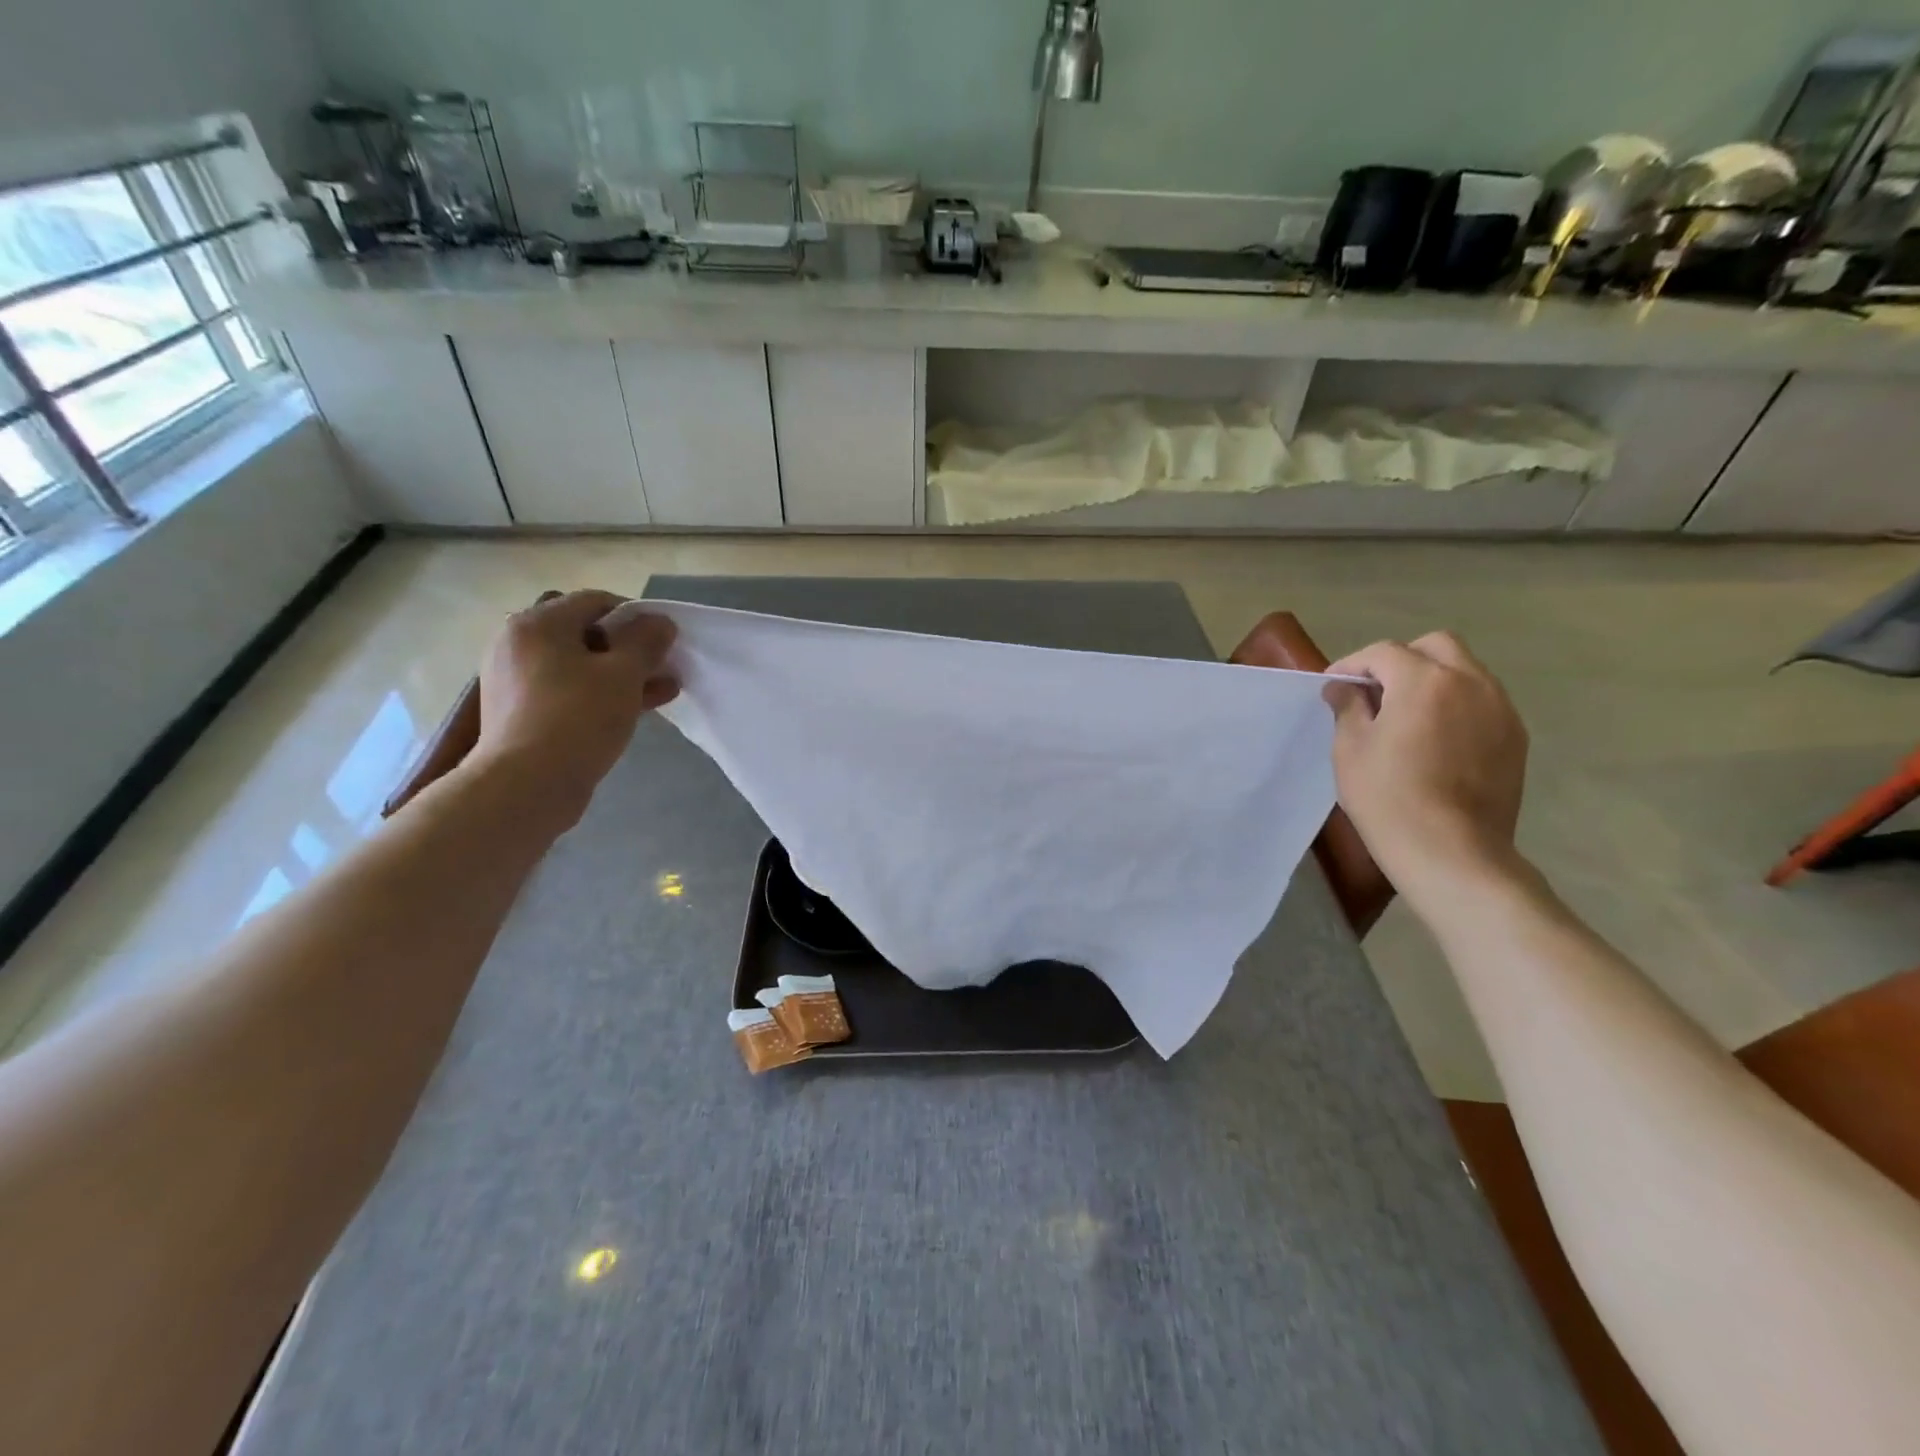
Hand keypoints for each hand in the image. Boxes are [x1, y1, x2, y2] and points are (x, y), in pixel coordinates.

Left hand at [466, 590, 678, 827]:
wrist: (527, 785)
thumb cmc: (578, 717)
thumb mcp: (624, 674)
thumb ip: (646, 641)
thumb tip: (660, 622)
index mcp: (538, 623)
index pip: (596, 601)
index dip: (637, 616)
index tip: (664, 641)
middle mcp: (519, 643)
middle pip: (586, 634)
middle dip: (632, 649)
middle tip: (665, 667)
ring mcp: (516, 680)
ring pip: (580, 666)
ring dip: (622, 674)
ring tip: (663, 691)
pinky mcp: (521, 712)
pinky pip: (568, 691)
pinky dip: (600, 694)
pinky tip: (635, 709)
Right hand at [1322, 632, 1527, 908]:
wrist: (1451, 851)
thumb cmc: (1388, 798)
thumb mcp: (1350, 750)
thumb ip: (1348, 707)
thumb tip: (1344, 687)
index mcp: (1424, 681)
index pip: (1384, 652)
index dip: (1353, 664)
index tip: (1334, 686)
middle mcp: (1470, 683)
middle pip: (1436, 646)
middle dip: (1401, 659)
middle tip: (1376, 691)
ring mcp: (1500, 709)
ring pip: (1465, 670)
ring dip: (1432, 679)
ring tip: (1406, 715)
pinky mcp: (1515, 737)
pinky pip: (1482, 701)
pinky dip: (1456, 704)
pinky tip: (1436, 738)